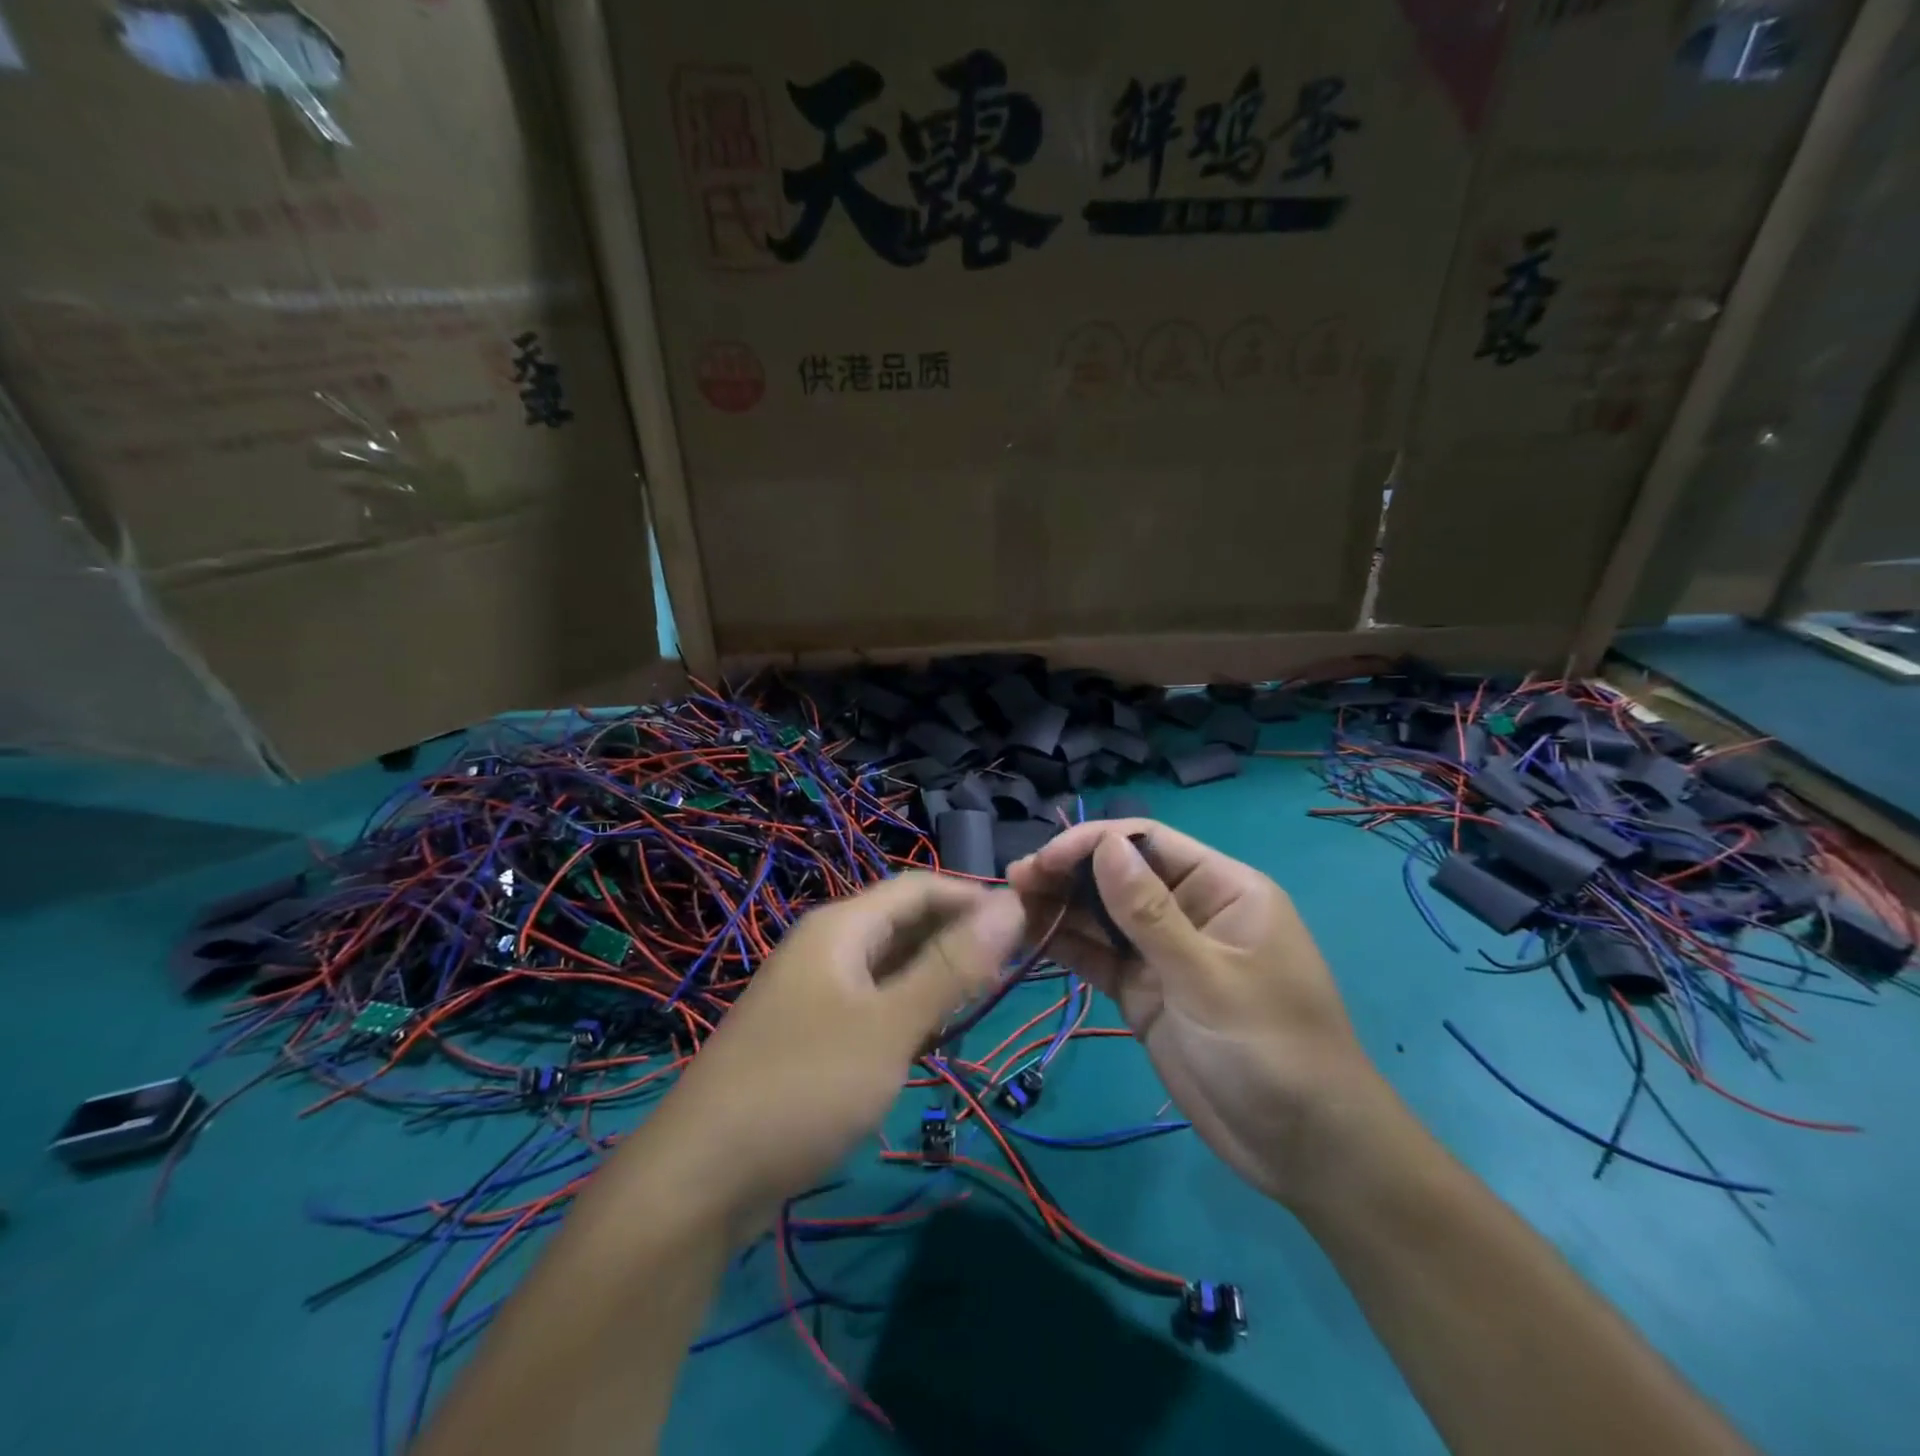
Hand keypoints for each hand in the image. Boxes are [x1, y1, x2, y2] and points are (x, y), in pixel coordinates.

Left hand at [612, 874, 1025, 1237]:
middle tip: (1012, 971)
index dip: (973, 897)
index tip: (1025, 924)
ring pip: (889, 966)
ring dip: (935, 978)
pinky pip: (871, 1004)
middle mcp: (825, 948)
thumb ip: (952, 967)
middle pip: (903, 923)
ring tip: (981, 1004)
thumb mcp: (890, 1026)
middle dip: (957, 939)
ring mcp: (814, 992)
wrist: (700, 1178)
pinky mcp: (809, 1034)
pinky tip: (930, 1040)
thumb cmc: (805, 1086)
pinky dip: (907, 1012)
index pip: (918, 887)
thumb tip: (1011, 905)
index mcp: (841, 927)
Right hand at [1009, 821, 1388, 1206]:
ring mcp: (1164, 955)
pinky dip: (1068, 948)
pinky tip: (1030, 939)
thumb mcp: (1208, 978)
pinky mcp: (1145, 993)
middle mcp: (1190, 911)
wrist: (1305, 1151)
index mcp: (1222, 889)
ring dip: (1060, 908)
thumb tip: (1104, 845)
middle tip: (1015, 883)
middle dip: (1069, 875)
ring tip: (1012, 904)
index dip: (1094, 843)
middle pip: (1119, 876)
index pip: (1148, 843)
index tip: (1046, 860)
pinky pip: (1100, 959)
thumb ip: (1148, 913)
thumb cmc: (1271, 1051)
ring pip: (1103, 917)